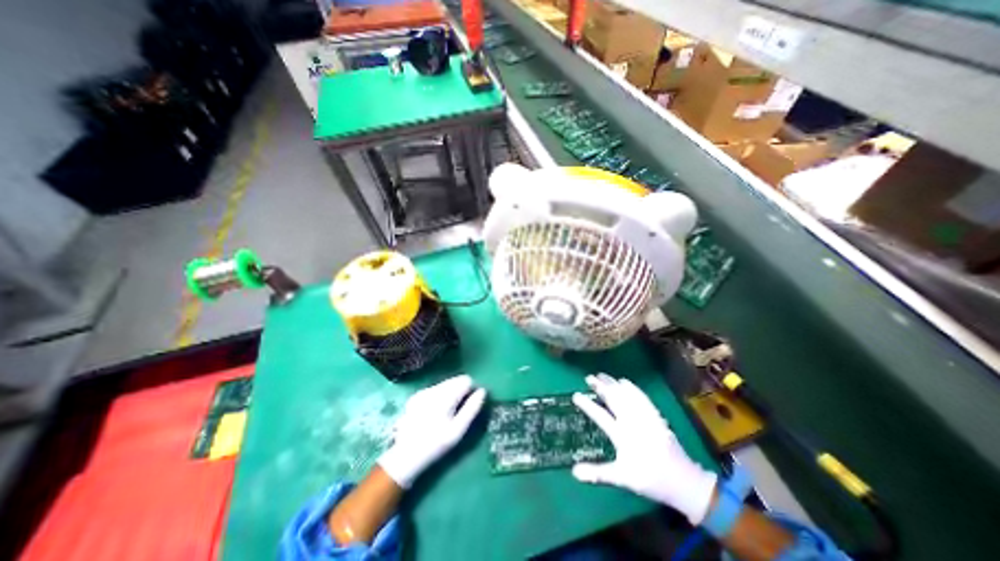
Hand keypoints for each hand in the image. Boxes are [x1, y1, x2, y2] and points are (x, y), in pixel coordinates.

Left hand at [377, 376, 487, 487]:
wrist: (405, 456)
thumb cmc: (436, 444)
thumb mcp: (458, 431)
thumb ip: (472, 409)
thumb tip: (482, 391)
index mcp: (445, 396)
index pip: (466, 380)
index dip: (472, 390)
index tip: (471, 404)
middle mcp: (433, 389)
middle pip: (455, 380)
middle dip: (461, 391)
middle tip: (460, 410)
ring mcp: (423, 391)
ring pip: (445, 384)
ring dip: (451, 393)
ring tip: (447, 413)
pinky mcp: (415, 396)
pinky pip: (435, 389)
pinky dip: (440, 396)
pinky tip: (435, 412)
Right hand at [570, 372, 719, 525]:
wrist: (682, 481)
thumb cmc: (649, 479)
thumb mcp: (622, 478)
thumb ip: (597, 473)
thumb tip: (574, 472)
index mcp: (621, 435)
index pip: (600, 416)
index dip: (587, 405)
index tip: (575, 395)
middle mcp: (631, 422)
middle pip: (613, 399)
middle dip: (600, 386)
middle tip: (589, 377)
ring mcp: (644, 417)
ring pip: (626, 395)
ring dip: (613, 383)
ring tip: (602, 375)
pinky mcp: (655, 415)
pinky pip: (641, 397)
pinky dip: (631, 387)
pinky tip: (625, 381)